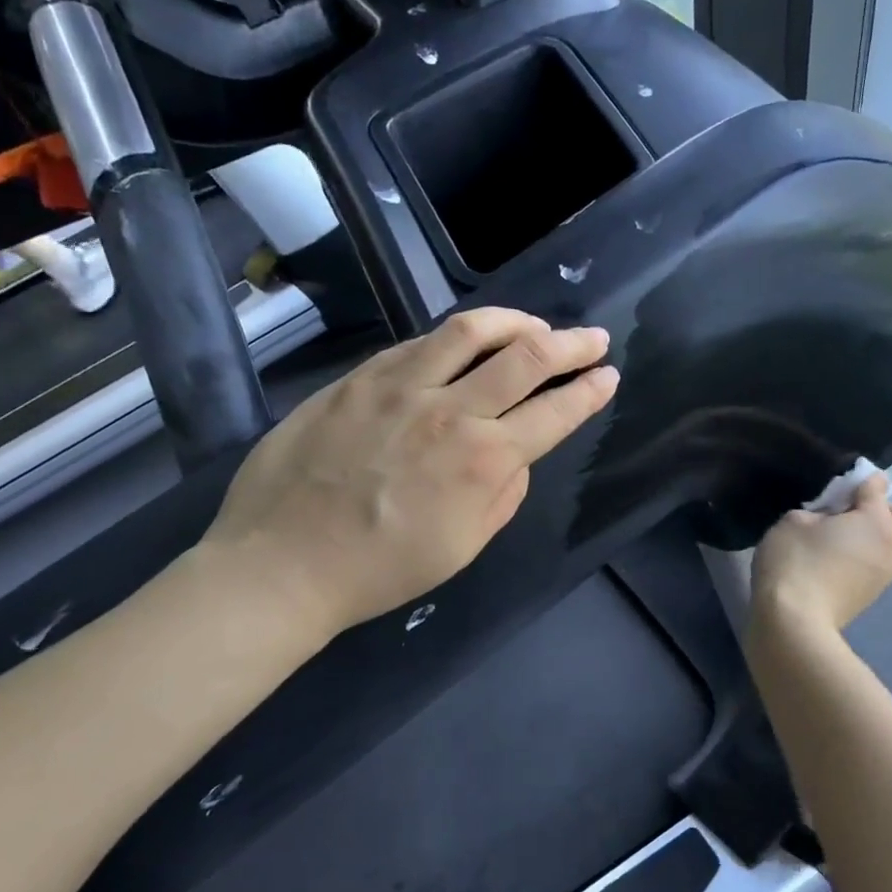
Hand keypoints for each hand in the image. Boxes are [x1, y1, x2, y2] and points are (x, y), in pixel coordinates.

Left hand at [210, 308, 618, 637]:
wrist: (283, 563)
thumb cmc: (380, 570)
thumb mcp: (462, 547)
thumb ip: (501, 495)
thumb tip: (514, 456)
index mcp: (483, 460)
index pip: (554, 412)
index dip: (589, 391)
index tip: (608, 376)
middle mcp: (449, 409)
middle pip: (525, 357)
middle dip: (570, 343)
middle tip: (592, 338)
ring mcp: (399, 386)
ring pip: (470, 330)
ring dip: (514, 322)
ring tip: (533, 326)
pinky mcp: (357, 378)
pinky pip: (416, 343)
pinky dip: (452, 338)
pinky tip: (461, 345)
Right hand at [749, 474, 891, 632]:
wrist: (795, 623)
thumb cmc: (795, 562)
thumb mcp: (794, 521)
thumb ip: (817, 511)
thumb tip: (828, 520)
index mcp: (877, 523)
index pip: (878, 489)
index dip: (862, 481)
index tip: (846, 483)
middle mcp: (891, 548)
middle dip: (889, 512)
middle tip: (853, 514)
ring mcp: (884, 577)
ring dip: (873, 538)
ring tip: (836, 539)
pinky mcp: (869, 597)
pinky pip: (875, 566)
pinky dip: (861, 558)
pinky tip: (830, 562)